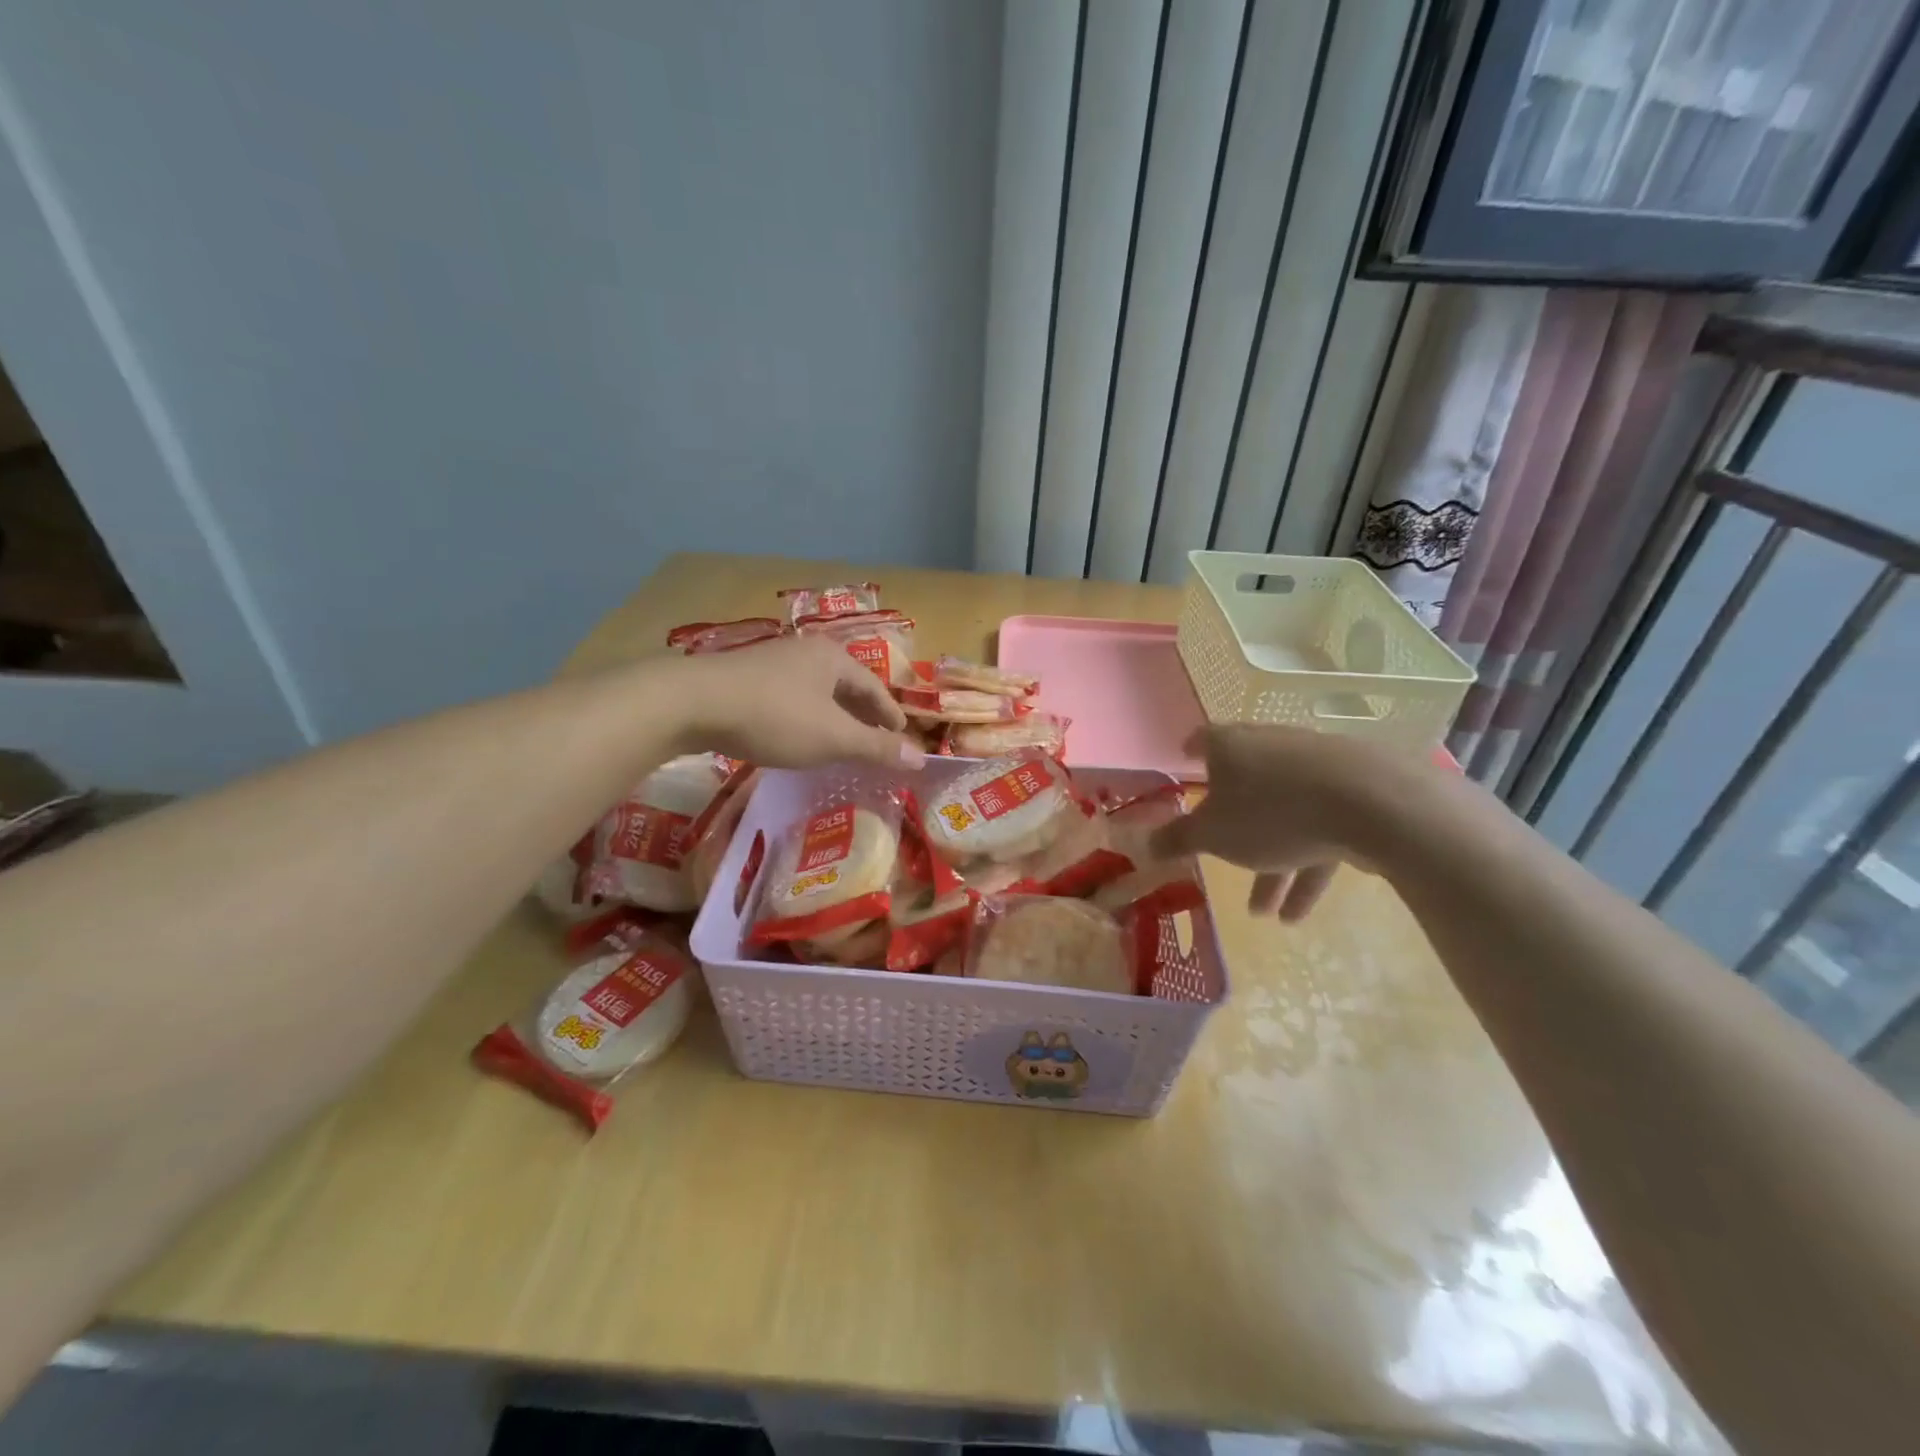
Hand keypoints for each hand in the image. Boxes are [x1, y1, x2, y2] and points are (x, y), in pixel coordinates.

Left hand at [669, 635, 924, 770]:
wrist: (693, 703)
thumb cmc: (775, 716)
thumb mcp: (833, 737)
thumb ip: (876, 748)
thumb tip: (920, 758)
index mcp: (833, 658)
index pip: (874, 687)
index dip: (890, 715)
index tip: (901, 737)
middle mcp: (805, 651)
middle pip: (845, 686)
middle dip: (862, 715)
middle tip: (875, 741)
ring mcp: (772, 662)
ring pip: (815, 692)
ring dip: (832, 716)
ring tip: (840, 741)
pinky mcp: (744, 678)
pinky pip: (790, 698)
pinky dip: (805, 717)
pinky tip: (798, 735)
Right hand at [1149, 725, 1397, 922]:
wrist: (1373, 804)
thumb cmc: (1271, 813)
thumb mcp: (1212, 835)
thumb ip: (1176, 840)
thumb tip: (1143, 844)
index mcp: (1231, 746)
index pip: (1203, 740)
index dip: (1190, 751)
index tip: (1185, 757)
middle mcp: (1271, 747)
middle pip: (1244, 786)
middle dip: (1232, 831)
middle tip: (1221, 860)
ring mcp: (1316, 766)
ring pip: (1284, 816)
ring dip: (1271, 865)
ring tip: (1265, 915)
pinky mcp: (1355, 791)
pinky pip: (1320, 830)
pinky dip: (1307, 865)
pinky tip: (1299, 912)